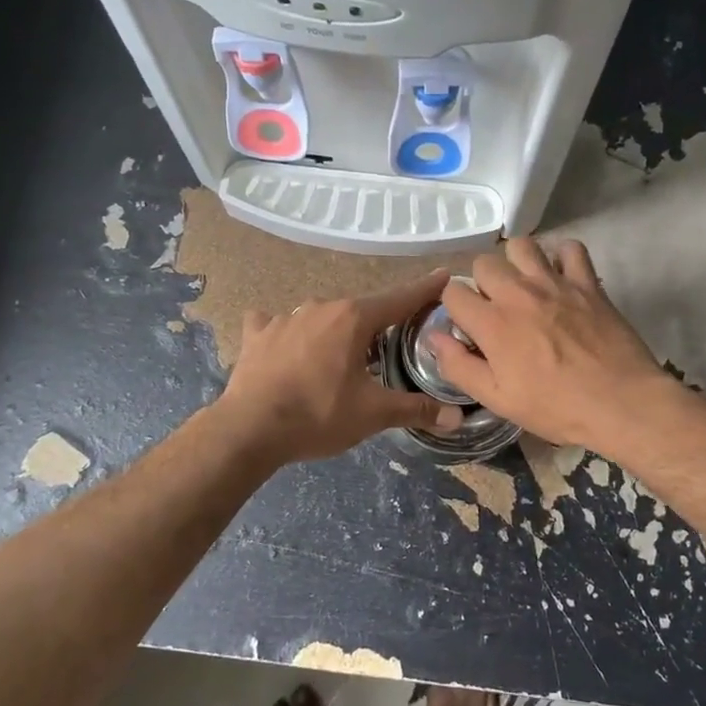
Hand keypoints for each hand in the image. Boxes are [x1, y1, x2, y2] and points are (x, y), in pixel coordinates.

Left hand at [218, 271, 464, 463]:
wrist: (249, 428)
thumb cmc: (318, 414)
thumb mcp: (373, 414)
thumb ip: (415, 409)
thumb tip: (456, 417)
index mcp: (354, 319)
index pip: (400, 299)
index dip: (425, 289)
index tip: (444, 276)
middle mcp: (321, 307)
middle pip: (360, 311)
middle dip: (375, 325)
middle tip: (386, 348)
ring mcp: (285, 318)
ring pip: (321, 317)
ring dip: (333, 331)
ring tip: (336, 358)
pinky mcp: (257, 334)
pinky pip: (276, 323)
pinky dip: (285, 331)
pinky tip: (283, 344)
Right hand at [430, 238, 673, 453]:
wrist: (622, 403)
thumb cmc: (557, 407)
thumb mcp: (498, 399)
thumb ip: (459, 366)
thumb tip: (434, 338)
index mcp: (492, 323)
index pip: (452, 292)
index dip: (454, 308)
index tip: (467, 327)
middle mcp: (518, 293)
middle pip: (483, 263)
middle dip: (482, 283)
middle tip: (496, 309)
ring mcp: (555, 283)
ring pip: (521, 245)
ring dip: (516, 262)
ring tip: (524, 286)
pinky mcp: (587, 282)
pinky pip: (570, 249)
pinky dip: (561, 257)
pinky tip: (561, 278)